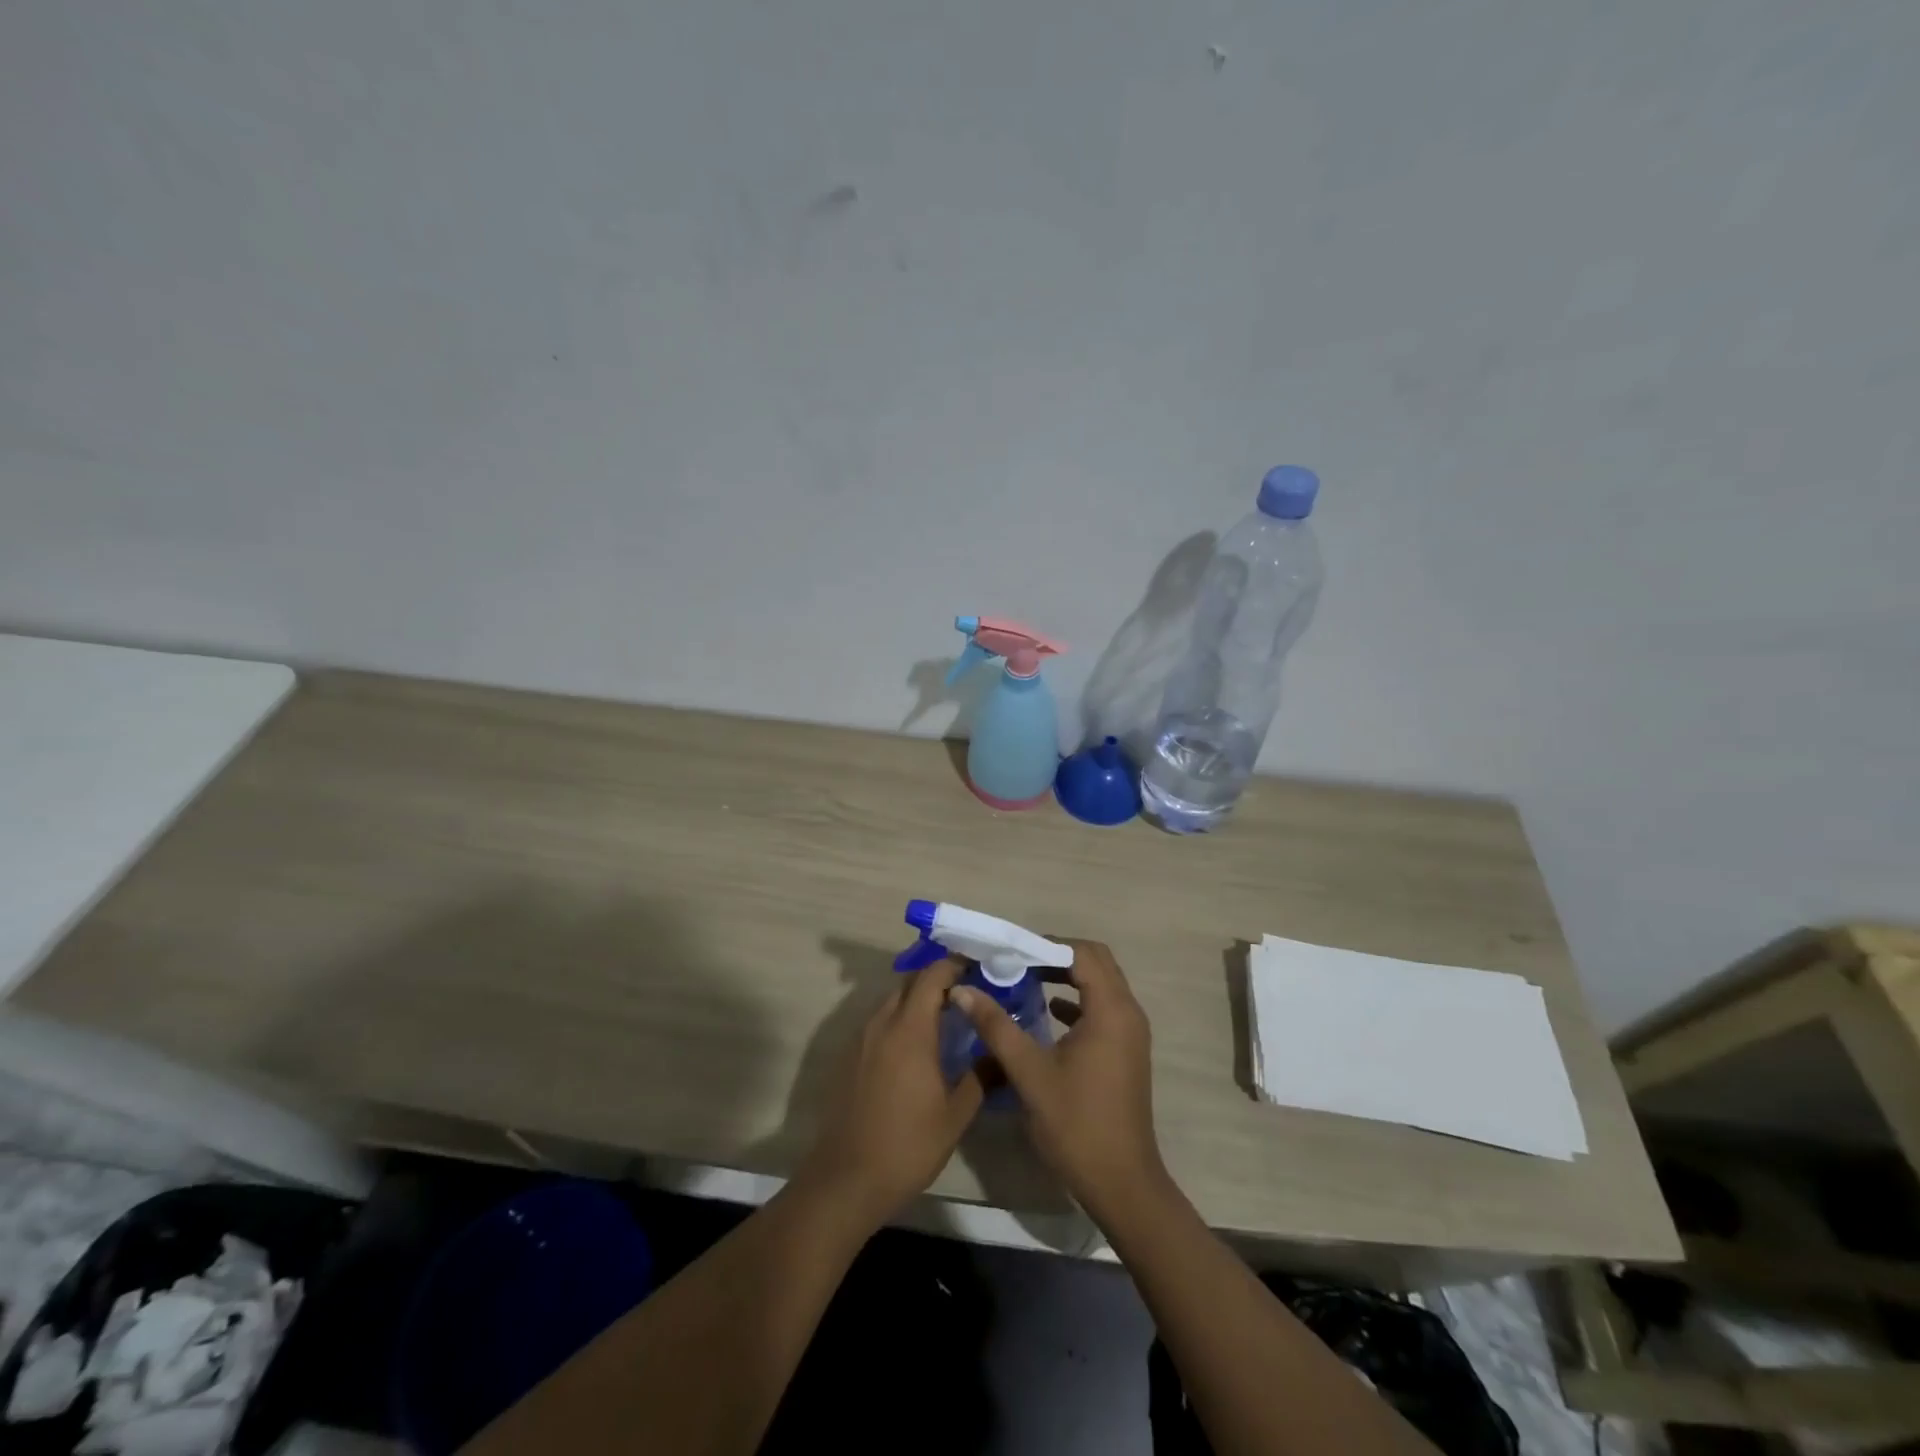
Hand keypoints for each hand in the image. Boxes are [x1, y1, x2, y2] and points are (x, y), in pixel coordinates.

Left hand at [795, 956, 983, 1227]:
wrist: (847, 1179)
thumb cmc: (908, 1145)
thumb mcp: (956, 1114)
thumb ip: (981, 1076)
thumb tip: (1002, 1052)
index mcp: (910, 1029)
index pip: (932, 976)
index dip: (954, 964)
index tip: (978, 967)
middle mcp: (882, 1023)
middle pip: (910, 983)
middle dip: (937, 980)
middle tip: (967, 994)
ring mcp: (861, 1039)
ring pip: (892, 1001)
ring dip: (917, 1000)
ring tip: (946, 1019)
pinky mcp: (850, 1057)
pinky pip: (879, 1022)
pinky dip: (900, 1020)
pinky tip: (916, 1047)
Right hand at [950, 939, 1167, 1224]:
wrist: (1121, 1183)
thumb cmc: (1075, 1124)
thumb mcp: (1029, 1072)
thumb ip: (996, 1026)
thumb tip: (962, 990)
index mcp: (1110, 1010)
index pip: (1081, 954)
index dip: (1045, 946)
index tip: (1009, 951)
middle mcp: (1127, 1012)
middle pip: (1095, 962)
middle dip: (1055, 956)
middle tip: (1016, 961)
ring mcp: (1130, 1032)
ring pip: (1100, 984)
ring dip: (1066, 977)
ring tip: (1024, 980)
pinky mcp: (1125, 1050)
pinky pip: (1101, 1008)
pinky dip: (1076, 1001)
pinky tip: (1044, 1013)